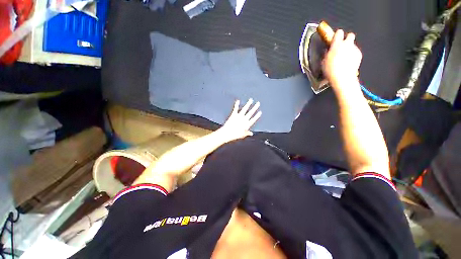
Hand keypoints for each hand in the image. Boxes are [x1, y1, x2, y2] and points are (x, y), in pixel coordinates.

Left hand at [218, 99, 261, 141]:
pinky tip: (238, 101)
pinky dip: (237, 104)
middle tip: (258, 103)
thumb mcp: (242, 135)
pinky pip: (236, 108)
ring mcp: (239, 116)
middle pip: (251, 112)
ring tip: (251, 100)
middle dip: (255, 107)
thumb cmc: (235, 135)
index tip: (260, 112)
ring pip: (245, 109)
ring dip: (248, 104)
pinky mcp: (234, 115)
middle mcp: (244, 119)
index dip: (257, 115)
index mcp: (247, 124)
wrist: (228, 133)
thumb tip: (251, 134)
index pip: (253, 119)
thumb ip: (247, 133)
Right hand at [322, 29, 361, 88]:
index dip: (337, 35)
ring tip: (343, 58)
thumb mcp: (323, 62)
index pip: (338, 32)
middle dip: (347, 39)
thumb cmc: (331, 70)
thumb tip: (327, 51)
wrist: (342, 77)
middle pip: (350, 35)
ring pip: (352, 45)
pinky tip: (347, 62)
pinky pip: (356, 53)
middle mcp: (347, 44)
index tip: (335, 37)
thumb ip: (326, 54)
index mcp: (337, 44)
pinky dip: (352, 56)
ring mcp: (354, 49)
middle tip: (342, 45)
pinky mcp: (359, 55)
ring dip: (349, 49)